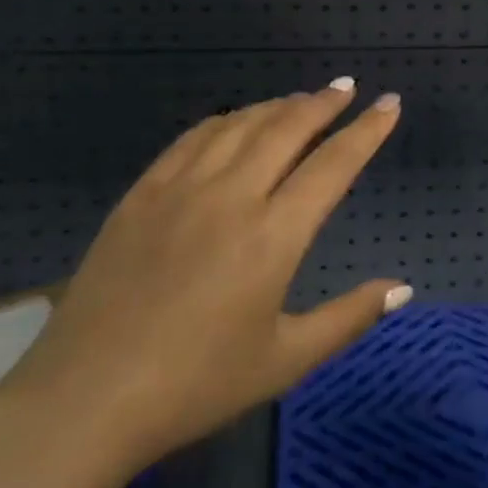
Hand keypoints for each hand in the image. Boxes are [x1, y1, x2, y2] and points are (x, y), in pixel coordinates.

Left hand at [1, 79, 409, 476]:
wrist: (85, 400)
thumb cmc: (195, 386)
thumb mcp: (285, 361)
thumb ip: (349, 318)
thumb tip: (402, 288)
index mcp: (272, 236)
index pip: (333, 165)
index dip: (366, 131)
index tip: (389, 104)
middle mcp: (230, 196)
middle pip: (286, 129)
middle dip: (323, 103)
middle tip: (346, 87)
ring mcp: (180, 189)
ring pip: (239, 125)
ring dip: (276, 106)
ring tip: (300, 100)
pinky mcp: (141, 195)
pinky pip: (191, 139)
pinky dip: (224, 121)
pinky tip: (233, 121)